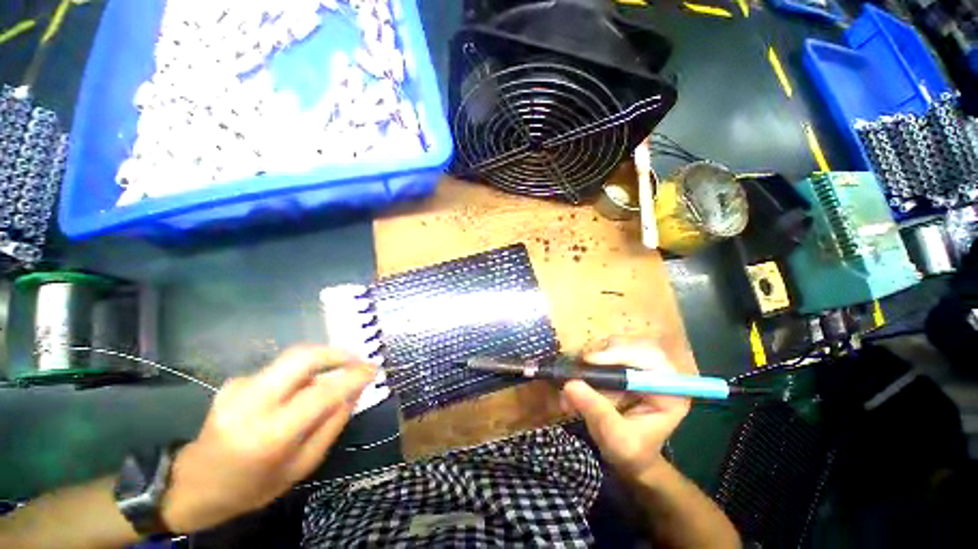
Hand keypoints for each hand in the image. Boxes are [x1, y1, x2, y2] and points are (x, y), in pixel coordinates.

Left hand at [161, 346, 376, 532]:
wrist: (194, 486)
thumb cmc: (253, 486)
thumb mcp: (302, 466)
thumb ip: (332, 425)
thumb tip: (355, 391)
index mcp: (270, 435)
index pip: (322, 393)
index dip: (353, 376)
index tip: (374, 368)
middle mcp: (251, 404)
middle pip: (302, 357)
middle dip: (336, 353)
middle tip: (357, 360)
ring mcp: (237, 388)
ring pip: (292, 361)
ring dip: (319, 365)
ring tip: (330, 382)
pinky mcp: (234, 382)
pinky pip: (279, 371)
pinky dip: (298, 376)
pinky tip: (295, 395)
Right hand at [561, 341, 689, 481]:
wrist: (628, 458)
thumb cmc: (632, 453)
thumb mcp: (617, 439)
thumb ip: (598, 412)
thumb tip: (570, 384)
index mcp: (669, 391)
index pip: (652, 359)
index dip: (622, 354)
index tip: (591, 360)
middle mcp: (655, 373)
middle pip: (630, 345)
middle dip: (601, 354)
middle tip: (578, 364)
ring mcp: (636, 367)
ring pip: (613, 345)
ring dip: (590, 358)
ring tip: (572, 375)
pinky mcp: (620, 366)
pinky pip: (601, 352)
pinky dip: (584, 362)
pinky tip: (574, 375)